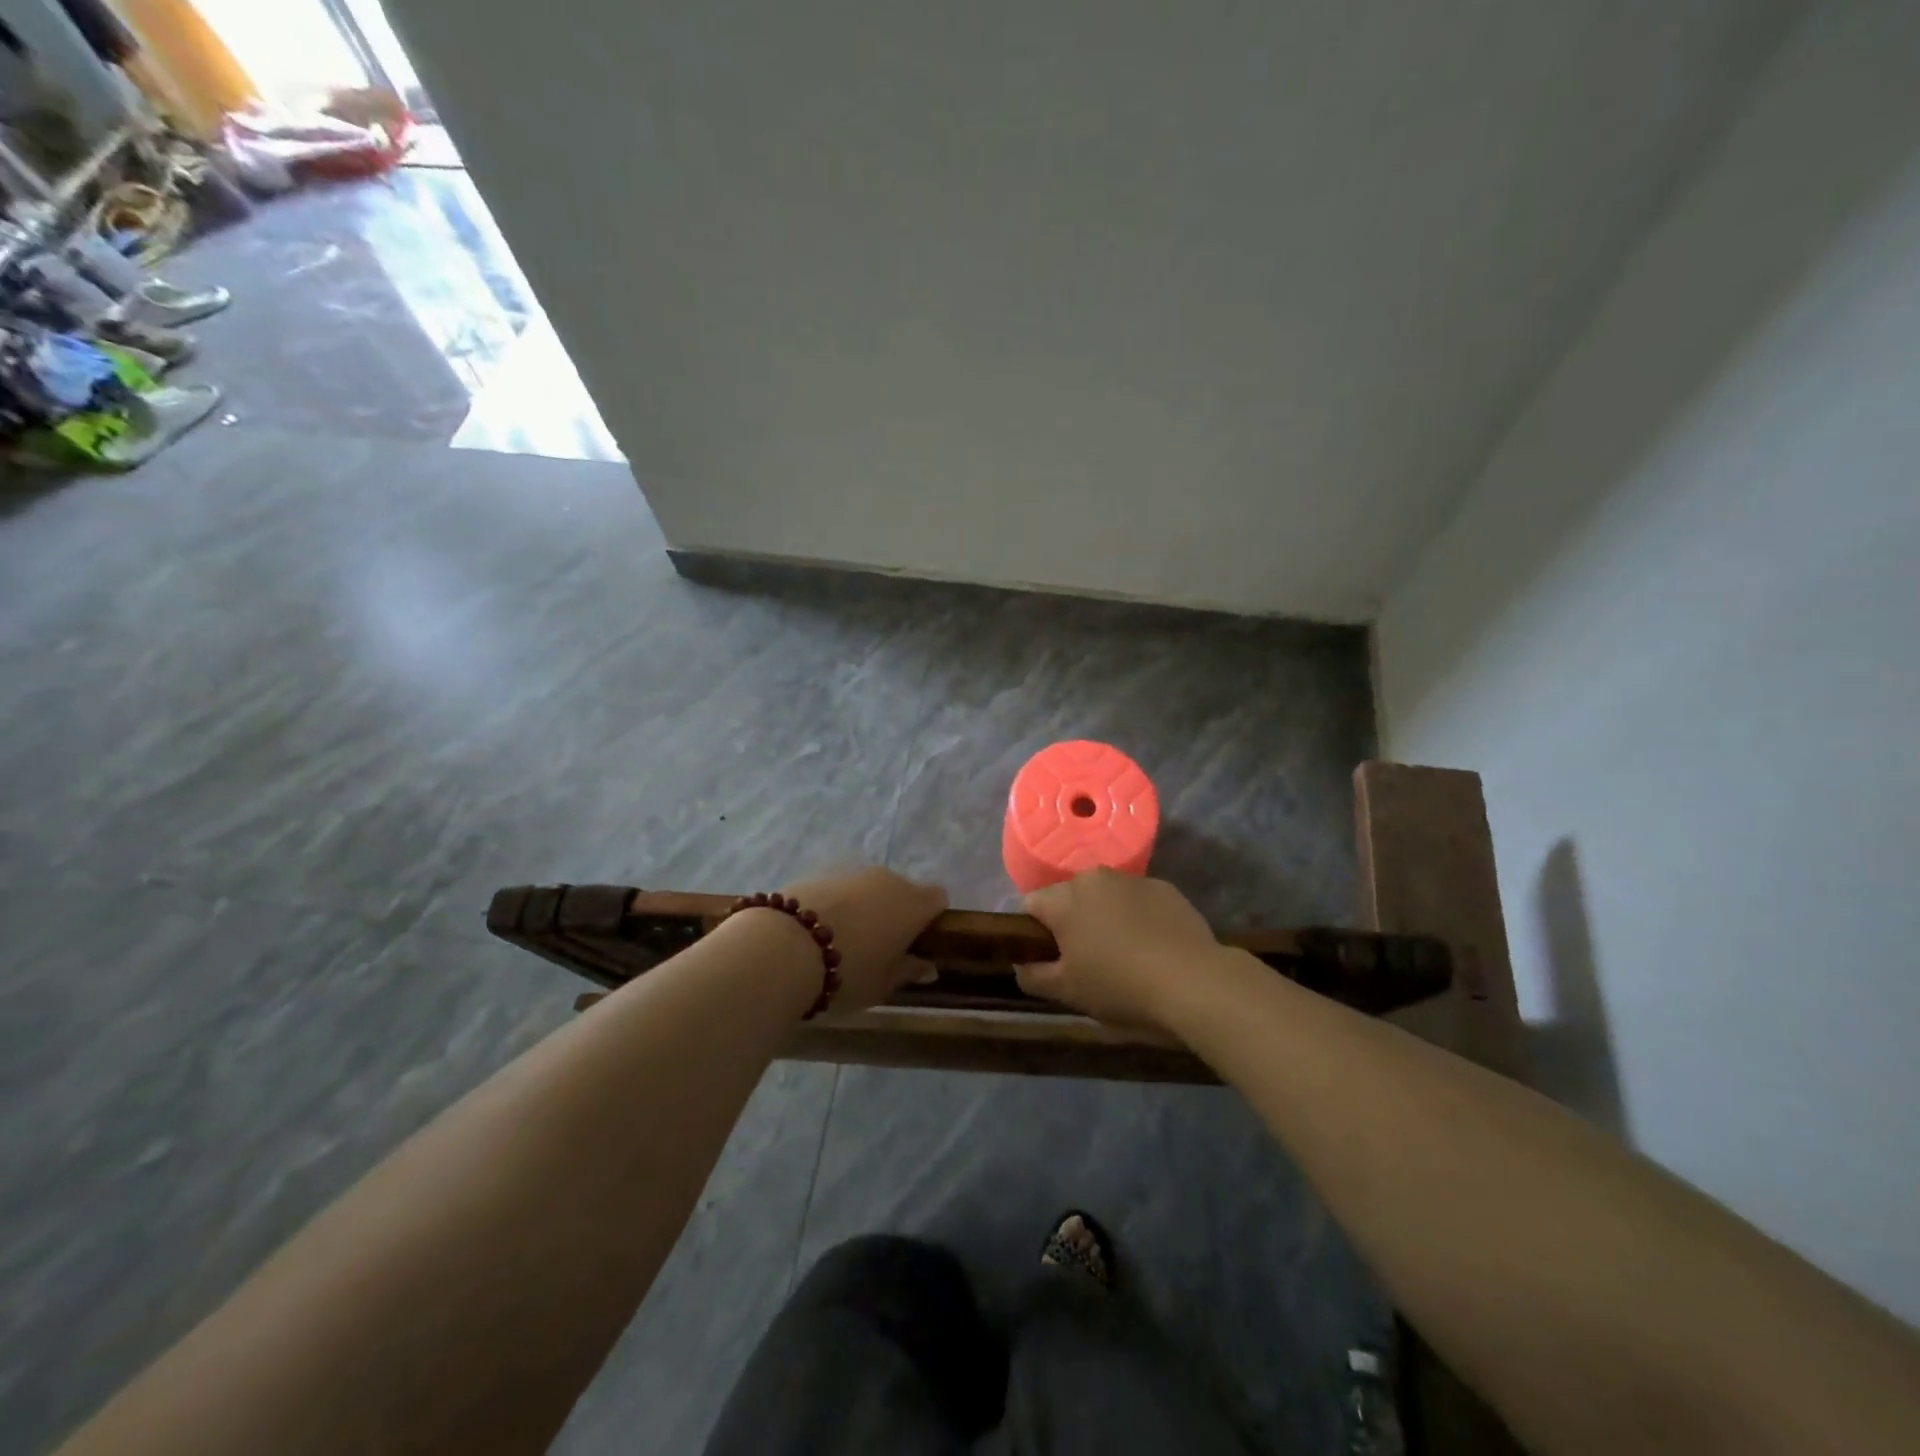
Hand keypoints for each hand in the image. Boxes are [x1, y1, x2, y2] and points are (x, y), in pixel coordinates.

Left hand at [780, 866, 947, 1012]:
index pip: (938, 899)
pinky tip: (816, 931)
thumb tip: (929, 968)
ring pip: (870, 888)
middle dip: (895, 913)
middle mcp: (888, 879)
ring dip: (865, 908)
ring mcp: (853, 872)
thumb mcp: (882, 984)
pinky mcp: (821, 872)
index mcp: (912, 904)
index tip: (915, 943)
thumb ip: (908, 971)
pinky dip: (836, 904)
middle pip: (902, 891)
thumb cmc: (846, 973)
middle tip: (878, 948)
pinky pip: (840, 888)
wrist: (783, 948)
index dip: (930, 919)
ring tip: (842, 940)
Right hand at [1015, 869, 1224, 1031]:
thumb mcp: (1068, 992)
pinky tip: (1153, 947)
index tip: (1048, 959)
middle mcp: (1094, 878)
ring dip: (1105, 917)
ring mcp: (1133, 880)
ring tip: (1124, 954)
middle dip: (1071, 922)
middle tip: (1086, 960)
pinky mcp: (1166, 888)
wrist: (1194, 982)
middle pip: (1069, 897)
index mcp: (1064, 900)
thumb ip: (1034, 976)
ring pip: (1105, 896)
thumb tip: (1020, 965)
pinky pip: (1138, 900)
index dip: (1033, 932)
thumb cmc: (1120, 987)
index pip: (1031, 905)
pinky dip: (1138, 917)